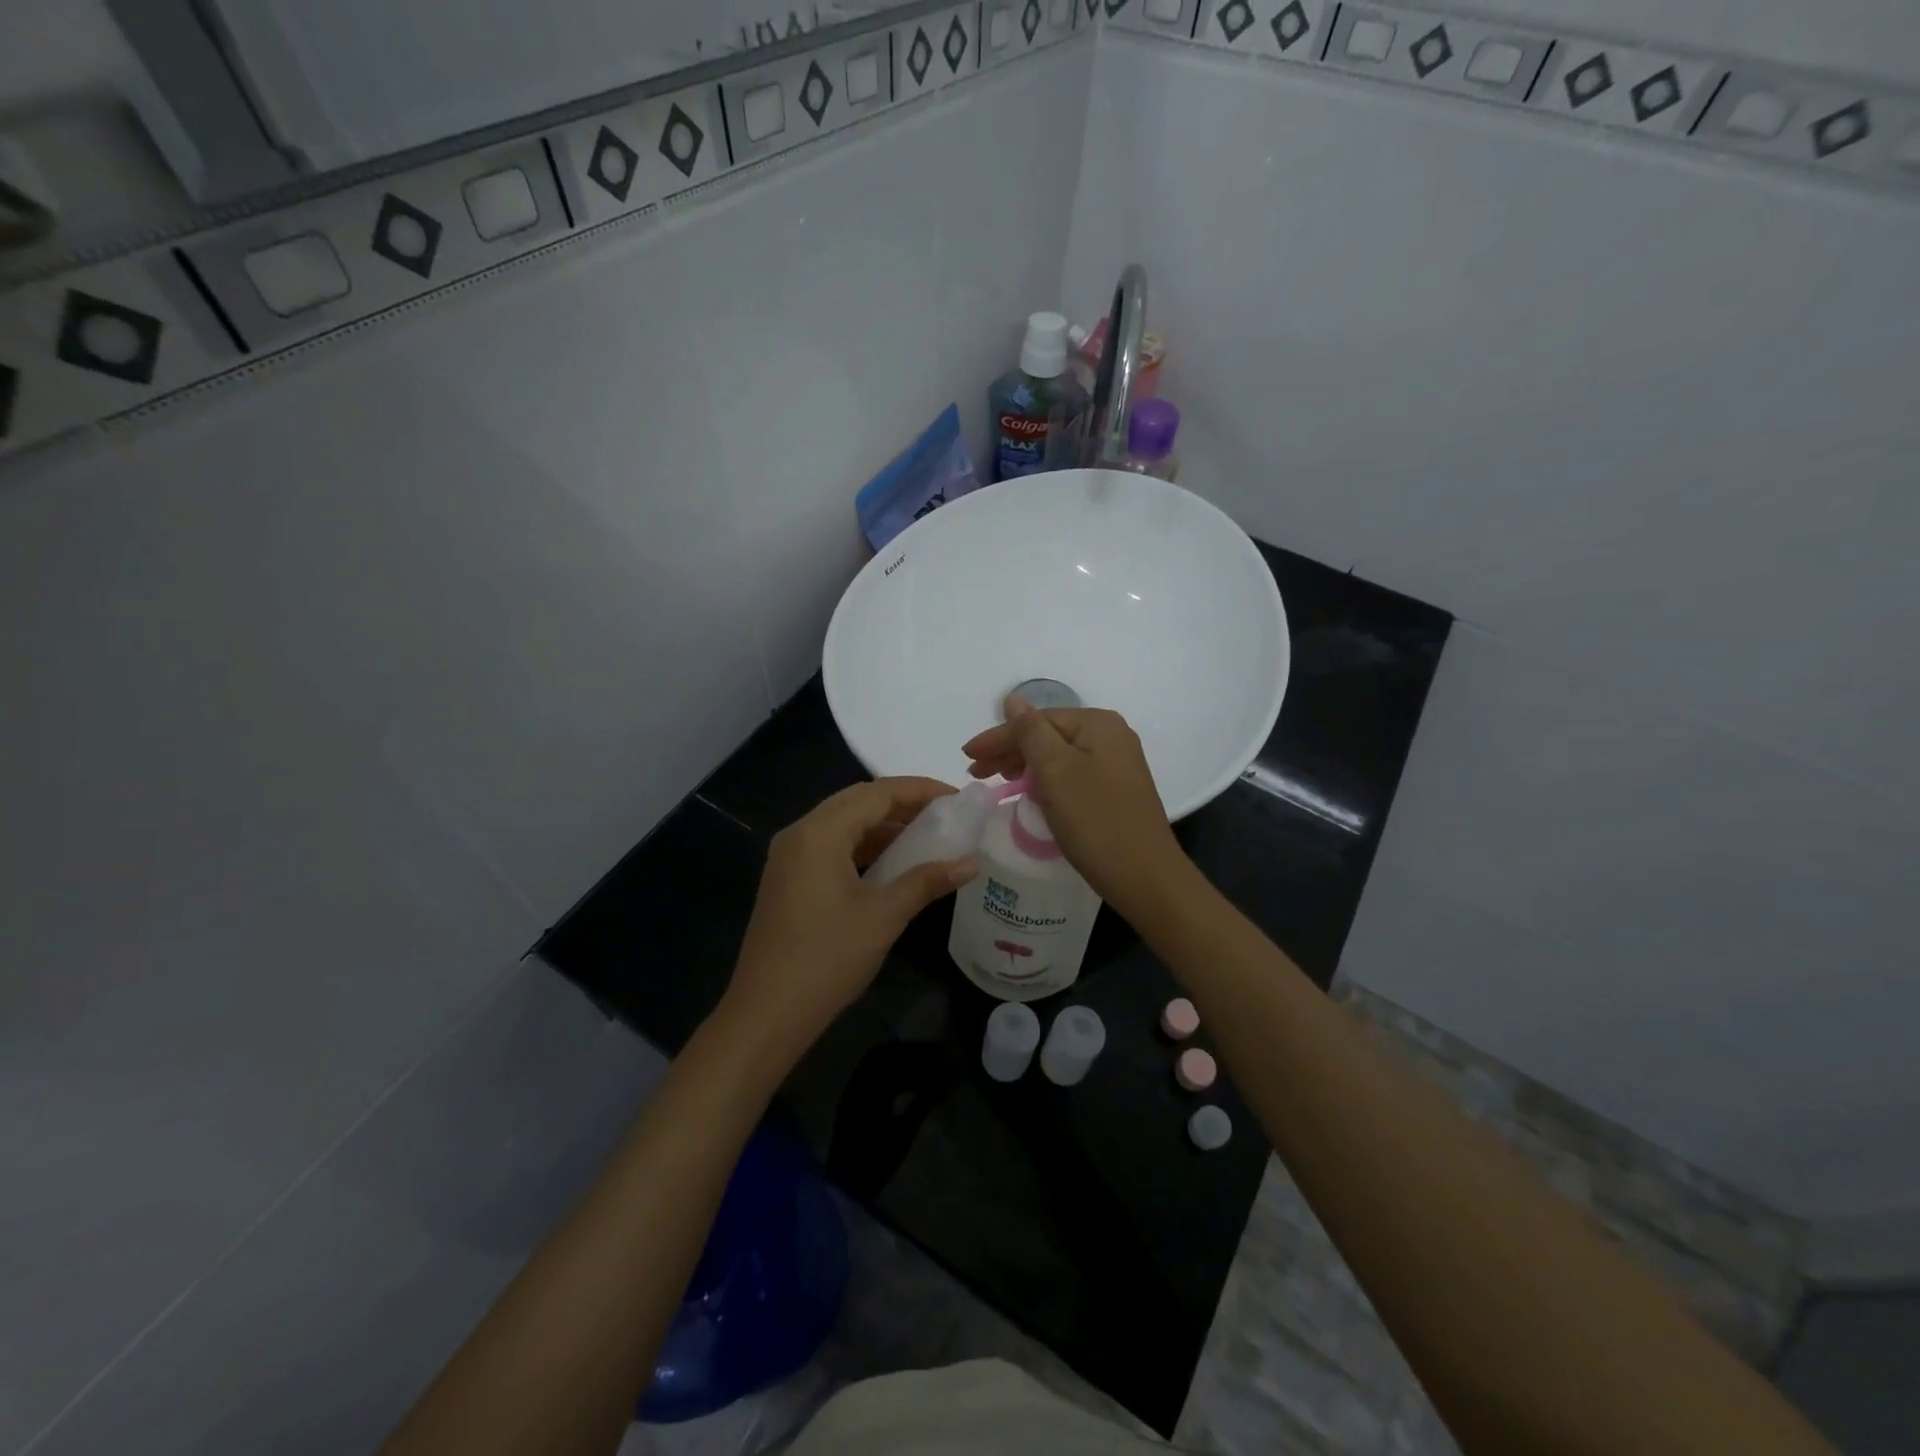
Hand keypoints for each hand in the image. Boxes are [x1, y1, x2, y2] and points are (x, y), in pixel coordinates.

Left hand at [721, 778, 977, 1065]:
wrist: (766, 1013)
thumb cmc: (827, 959)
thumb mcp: (884, 916)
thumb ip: (926, 882)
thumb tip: (970, 863)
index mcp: (820, 833)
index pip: (877, 793)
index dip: (920, 790)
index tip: (957, 798)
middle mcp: (800, 833)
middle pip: (857, 802)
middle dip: (903, 803)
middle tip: (945, 815)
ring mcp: (789, 857)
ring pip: (843, 824)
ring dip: (883, 826)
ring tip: (926, 836)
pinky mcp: (788, 879)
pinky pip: (830, 846)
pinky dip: (863, 846)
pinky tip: (891, 863)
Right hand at [962, 698, 1186, 913]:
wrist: (1144, 876)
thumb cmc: (1095, 820)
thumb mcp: (1055, 771)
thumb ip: (1030, 732)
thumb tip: (1013, 699)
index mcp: (1097, 724)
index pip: (1036, 720)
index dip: (998, 737)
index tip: (967, 757)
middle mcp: (1111, 736)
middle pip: (1048, 735)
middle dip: (1010, 751)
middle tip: (976, 772)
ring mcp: (1116, 764)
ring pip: (1058, 755)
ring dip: (1025, 765)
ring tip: (997, 781)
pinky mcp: (1115, 789)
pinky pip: (1071, 774)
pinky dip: (1046, 780)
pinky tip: (1030, 792)